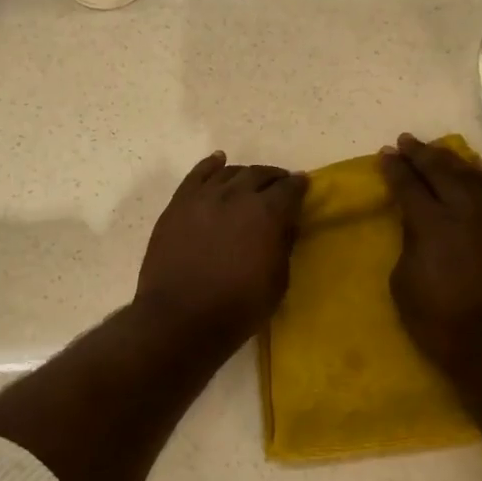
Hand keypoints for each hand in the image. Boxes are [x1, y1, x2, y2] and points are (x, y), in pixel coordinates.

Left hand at [134, 153, 307, 348]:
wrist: (179, 319)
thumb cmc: (237, 308)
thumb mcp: (277, 282)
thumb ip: (283, 245)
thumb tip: (284, 225)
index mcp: (267, 213)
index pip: (289, 188)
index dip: (299, 185)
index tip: (303, 184)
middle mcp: (237, 195)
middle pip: (260, 174)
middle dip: (274, 177)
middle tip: (280, 184)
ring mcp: (204, 196)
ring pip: (230, 173)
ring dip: (245, 174)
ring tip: (250, 180)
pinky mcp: (178, 204)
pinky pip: (197, 175)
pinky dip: (211, 165)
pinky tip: (218, 161)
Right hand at [381, 134, 481, 381]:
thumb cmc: (438, 319)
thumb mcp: (404, 281)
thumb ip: (409, 243)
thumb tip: (416, 225)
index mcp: (430, 223)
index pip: (408, 185)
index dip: (395, 168)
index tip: (385, 154)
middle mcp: (463, 210)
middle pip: (440, 171)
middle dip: (420, 154)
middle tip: (406, 141)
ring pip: (470, 175)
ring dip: (450, 159)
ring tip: (436, 149)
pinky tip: (478, 166)